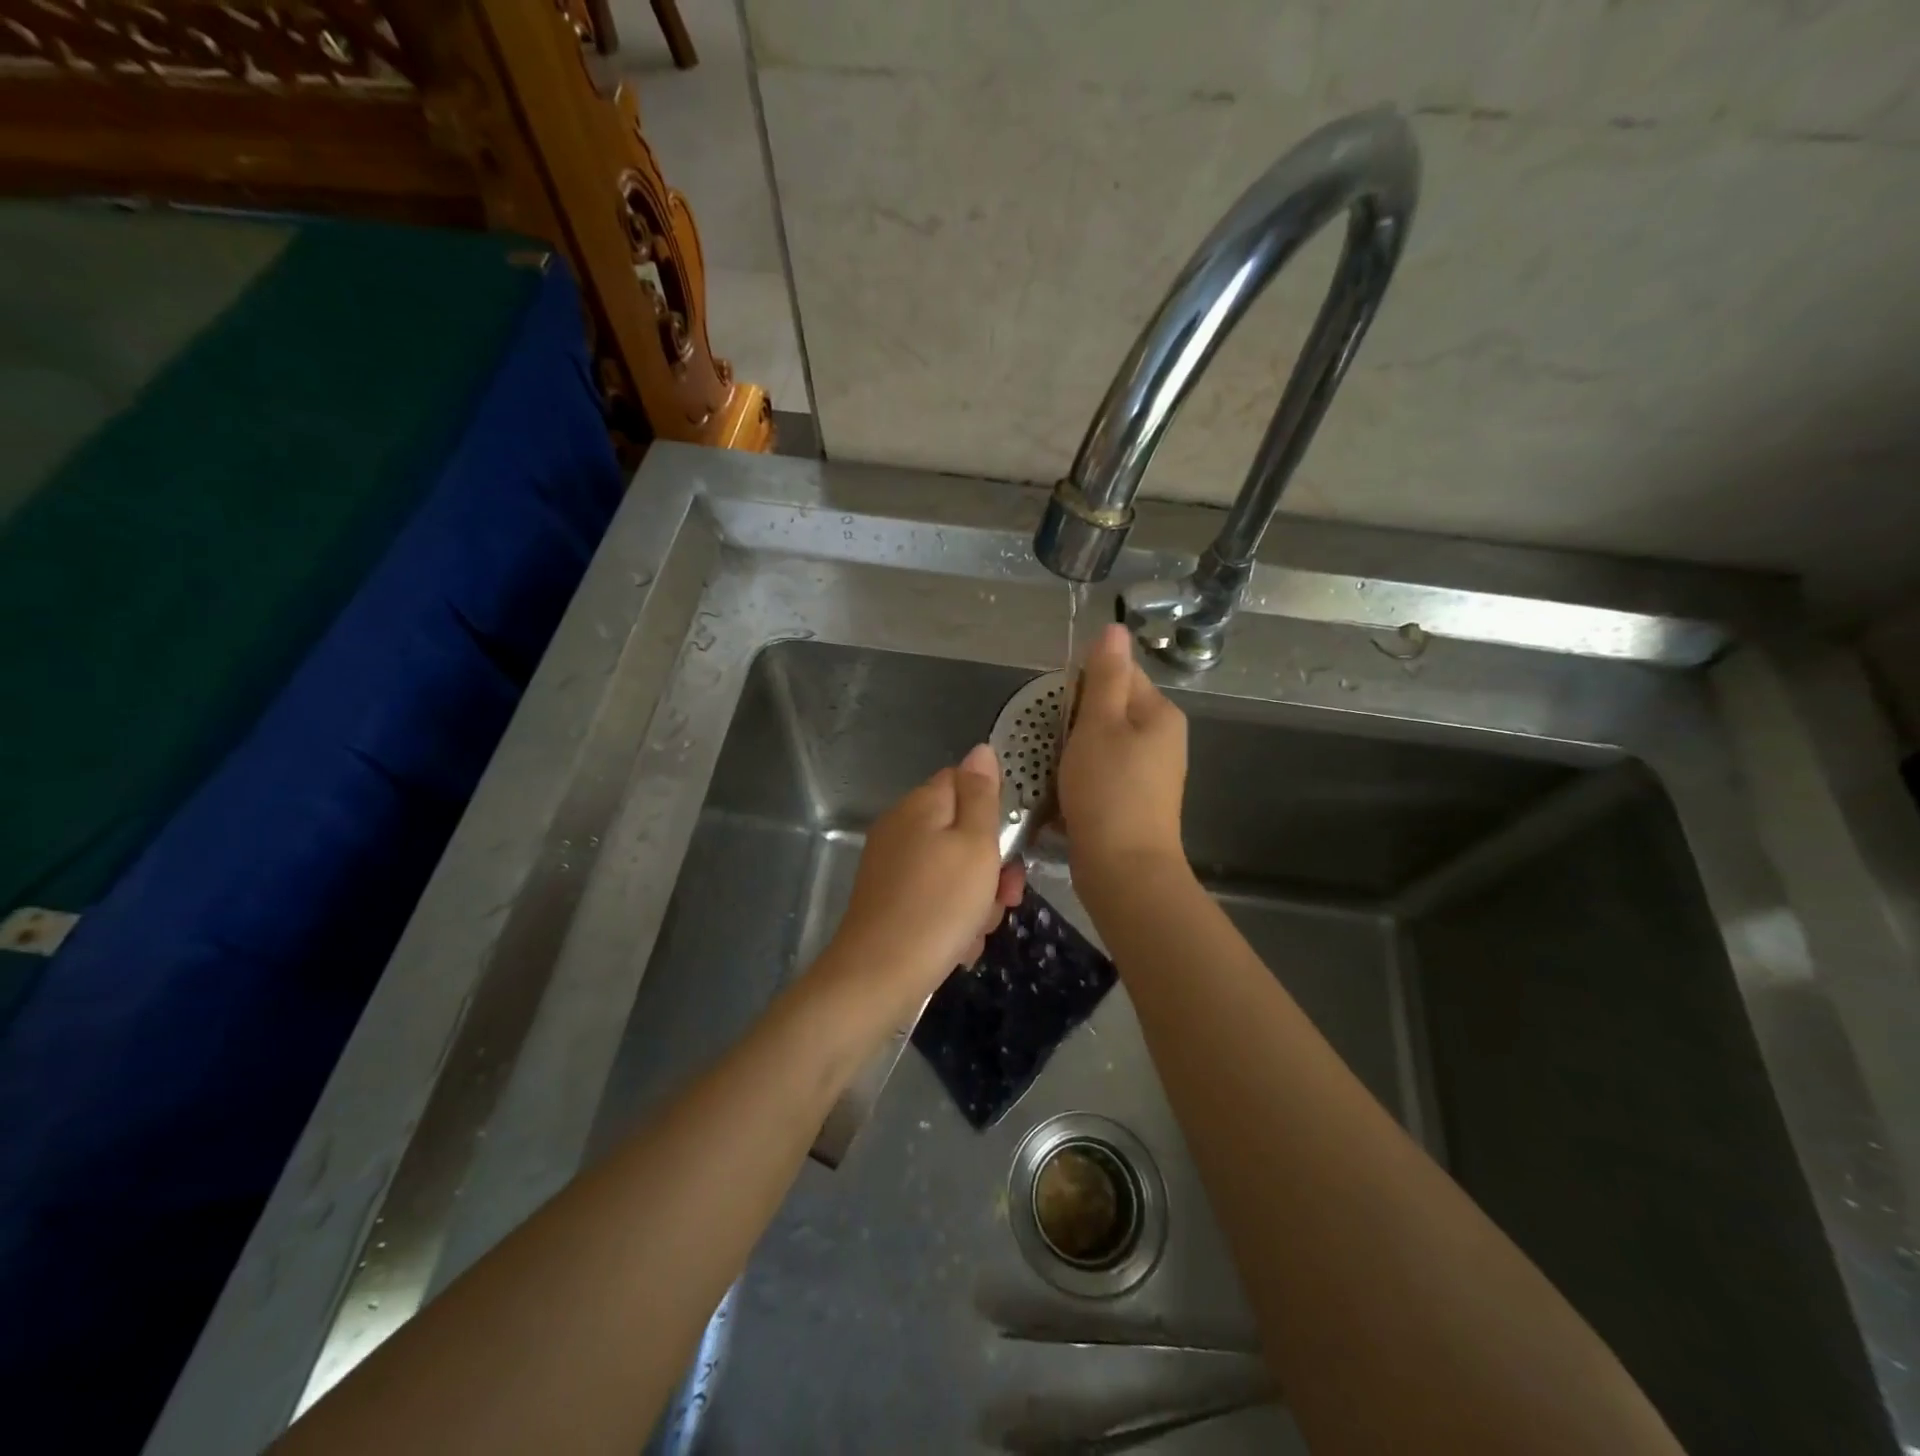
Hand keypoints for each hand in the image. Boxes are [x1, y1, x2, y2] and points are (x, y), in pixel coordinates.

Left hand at [818, 744, 1024, 1023]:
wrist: (879, 976)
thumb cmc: (939, 905)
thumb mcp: (975, 844)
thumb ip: (981, 795)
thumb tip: (981, 748)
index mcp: (921, 805)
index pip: (964, 782)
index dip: (994, 810)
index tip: (1013, 844)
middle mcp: (901, 828)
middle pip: (961, 832)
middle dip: (991, 866)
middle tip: (1004, 898)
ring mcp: (891, 866)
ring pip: (953, 871)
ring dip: (975, 900)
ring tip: (977, 930)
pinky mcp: (888, 901)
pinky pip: (934, 898)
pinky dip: (951, 920)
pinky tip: (957, 946)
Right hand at [1059, 623, 1188, 881]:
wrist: (1124, 869)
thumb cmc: (1108, 790)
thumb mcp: (1100, 724)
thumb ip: (1104, 676)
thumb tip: (1115, 627)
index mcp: (1160, 713)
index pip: (1120, 673)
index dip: (1083, 684)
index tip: (1058, 708)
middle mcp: (1163, 739)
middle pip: (1111, 709)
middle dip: (1076, 720)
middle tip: (1052, 741)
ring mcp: (1151, 773)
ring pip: (1103, 743)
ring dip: (1075, 750)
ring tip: (1053, 767)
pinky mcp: (1134, 800)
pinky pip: (1103, 773)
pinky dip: (1082, 776)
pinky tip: (1064, 792)